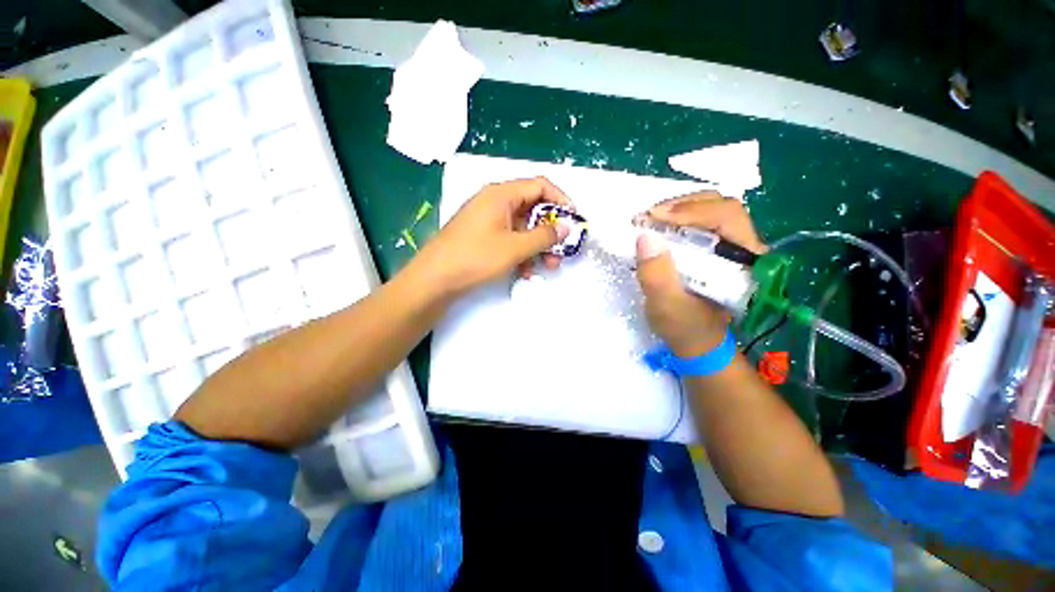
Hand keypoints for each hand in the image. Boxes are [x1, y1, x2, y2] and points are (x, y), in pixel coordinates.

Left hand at [412, 177, 573, 297]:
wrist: (436, 279)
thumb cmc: (476, 257)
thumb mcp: (515, 247)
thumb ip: (544, 236)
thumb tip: (566, 227)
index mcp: (502, 194)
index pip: (540, 186)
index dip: (561, 200)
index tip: (573, 219)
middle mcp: (495, 202)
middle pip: (532, 209)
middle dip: (550, 231)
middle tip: (561, 250)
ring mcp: (488, 219)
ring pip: (522, 227)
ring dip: (537, 246)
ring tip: (547, 267)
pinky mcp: (483, 236)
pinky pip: (510, 238)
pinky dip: (521, 252)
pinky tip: (525, 271)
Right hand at [636, 191, 766, 356]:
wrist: (696, 341)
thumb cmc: (684, 328)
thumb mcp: (666, 307)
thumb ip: (657, 276)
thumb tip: (645, 237)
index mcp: (744, 262)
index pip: (726, 217)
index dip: (690, 211)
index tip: (653, 217)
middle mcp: (745, 247)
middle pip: (721, 206)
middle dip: (682, 205)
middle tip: (650, 216)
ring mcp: (731, 246)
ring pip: (712, 210)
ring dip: (679, 209)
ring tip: (652, 219)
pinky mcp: (717, 249)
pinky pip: (702, 221)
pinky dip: (678, 218)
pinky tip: (661, 226)